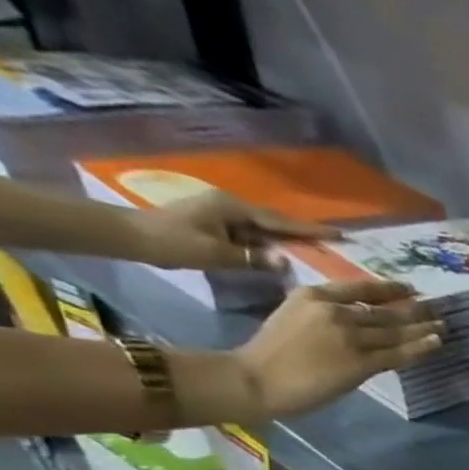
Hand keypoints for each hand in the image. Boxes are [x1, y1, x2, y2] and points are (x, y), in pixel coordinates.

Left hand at [125, 190, 339, 271]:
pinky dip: (271, 245)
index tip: (340, 234)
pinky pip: (254, 237)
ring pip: (265, 230)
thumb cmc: (171, 242)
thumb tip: (286, 262)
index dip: (311, 229)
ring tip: (317, 251)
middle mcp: (232, 207)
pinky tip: (284, 255)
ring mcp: (224, 216)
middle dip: (304, 232)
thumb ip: (253, 259)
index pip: (281, 222)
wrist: (129, 236)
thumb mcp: (215, 254)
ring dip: (288, 240)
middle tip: (334, 242)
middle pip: (276, 223)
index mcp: (234, 209)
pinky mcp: (218, 226)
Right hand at [230, 281, 442, 418]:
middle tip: (437, 307)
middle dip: (415, 309)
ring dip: (423, 328)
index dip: (390, 289)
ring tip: (443, 325)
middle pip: (385, 311)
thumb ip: (324, 313)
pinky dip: (420, 348)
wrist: (256, 378)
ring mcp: (350, 337)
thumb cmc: (272, 352)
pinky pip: (397, 354)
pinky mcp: (360, 362)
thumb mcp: (294, 316)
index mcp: (315, 295)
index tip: (410, 288)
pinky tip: (436, 343)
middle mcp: (336, 311)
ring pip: (396, 332)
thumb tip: (357, 318)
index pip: (362, 288)